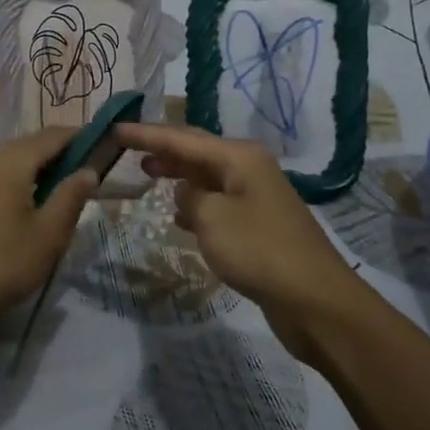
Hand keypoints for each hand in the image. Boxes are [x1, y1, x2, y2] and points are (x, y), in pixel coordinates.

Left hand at [0, 127, 98, 327]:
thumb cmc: (0, 263)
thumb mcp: (48, 235)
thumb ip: (71, 197)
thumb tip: (88, 170)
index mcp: (11, 159)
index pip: (54, 134)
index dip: (81, 136)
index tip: (104, 145)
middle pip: (31, 144)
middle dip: (61, 154)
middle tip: (87, 174)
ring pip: (12, 160)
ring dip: (38, 169)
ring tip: (61, 192)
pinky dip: (18, 180)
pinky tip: (27, 205)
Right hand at [115, 123, 366, 362]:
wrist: (315, 300)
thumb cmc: (259, 251)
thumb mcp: (212, 218)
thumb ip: (189, 197)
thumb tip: (187, 194)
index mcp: (239, 157)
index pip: (182, 137)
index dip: (146, 133)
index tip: (114, 129)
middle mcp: (249, 168)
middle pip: (197, 150)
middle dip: (162, 148)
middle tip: (126, 149)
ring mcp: (256, 197)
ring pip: (207, 177)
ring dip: (178, 175)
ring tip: (146, 174)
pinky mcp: (258, 225)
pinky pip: (217, 203)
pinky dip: (194, 203)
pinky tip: (178, 216)